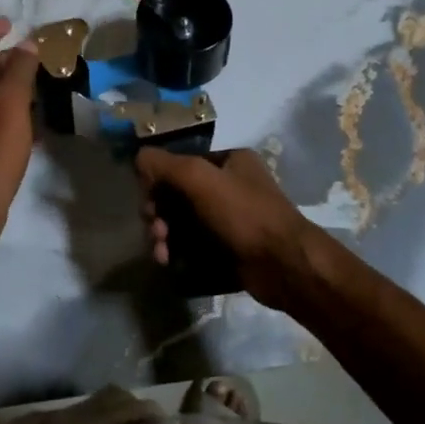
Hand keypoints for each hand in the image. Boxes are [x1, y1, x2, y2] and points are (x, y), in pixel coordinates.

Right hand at [136, 147, 334, 311]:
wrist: (285, 266)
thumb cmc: (244, 214)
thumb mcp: (200, 179)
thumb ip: (165, 164)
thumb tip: (139, 158)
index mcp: (229, 161)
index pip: (181, 163)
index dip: (158, 181)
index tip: (148, 204)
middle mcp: (231, 185)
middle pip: (178, 194)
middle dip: (159, 214)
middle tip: (155, 232)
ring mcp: (232, 219)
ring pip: (184, 222)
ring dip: (165, 236)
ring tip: (161, 254)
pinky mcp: (231, 249)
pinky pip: (195, 245)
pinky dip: (179, 252)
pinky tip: (169, 263)